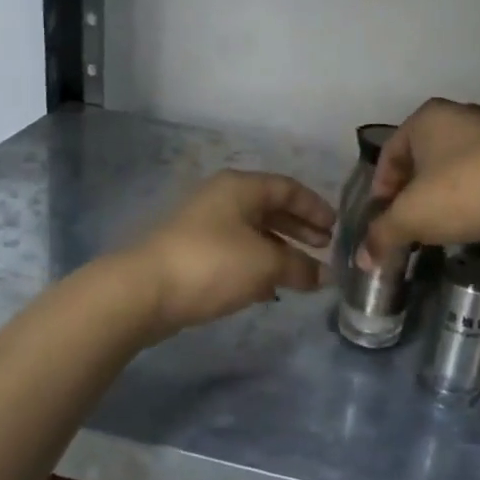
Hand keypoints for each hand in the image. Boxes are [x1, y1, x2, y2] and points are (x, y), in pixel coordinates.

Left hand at [130, 170, 334, 337]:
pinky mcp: (192, 253)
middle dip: (299, 229)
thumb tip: (326, 276)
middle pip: (270, 208)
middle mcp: (222, 199)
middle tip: (323, 248)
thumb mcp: (266, 264)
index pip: (288, 188)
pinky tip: (270, 290)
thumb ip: (301, 267)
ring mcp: (204, 225)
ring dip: (279, 250)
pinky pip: (236, 253)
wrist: (144, 291)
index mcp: (241, 188)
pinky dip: (257, 266)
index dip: (315, 206)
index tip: (335, 228)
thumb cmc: (213, 264)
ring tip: (301, 273)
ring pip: (253, 233)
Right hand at [363, 99, 479, 260]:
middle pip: (425, 155)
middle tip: (414, 222)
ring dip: (449, 189)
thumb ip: (382, 235)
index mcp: (427, 118)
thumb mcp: (412, 218)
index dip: (382, 189)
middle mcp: (462, 112)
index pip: (390, 153)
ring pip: (461, 161)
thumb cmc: (465, 193)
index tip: (385, 219)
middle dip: (415, 189)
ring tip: (449, 221)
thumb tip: (364, 260)